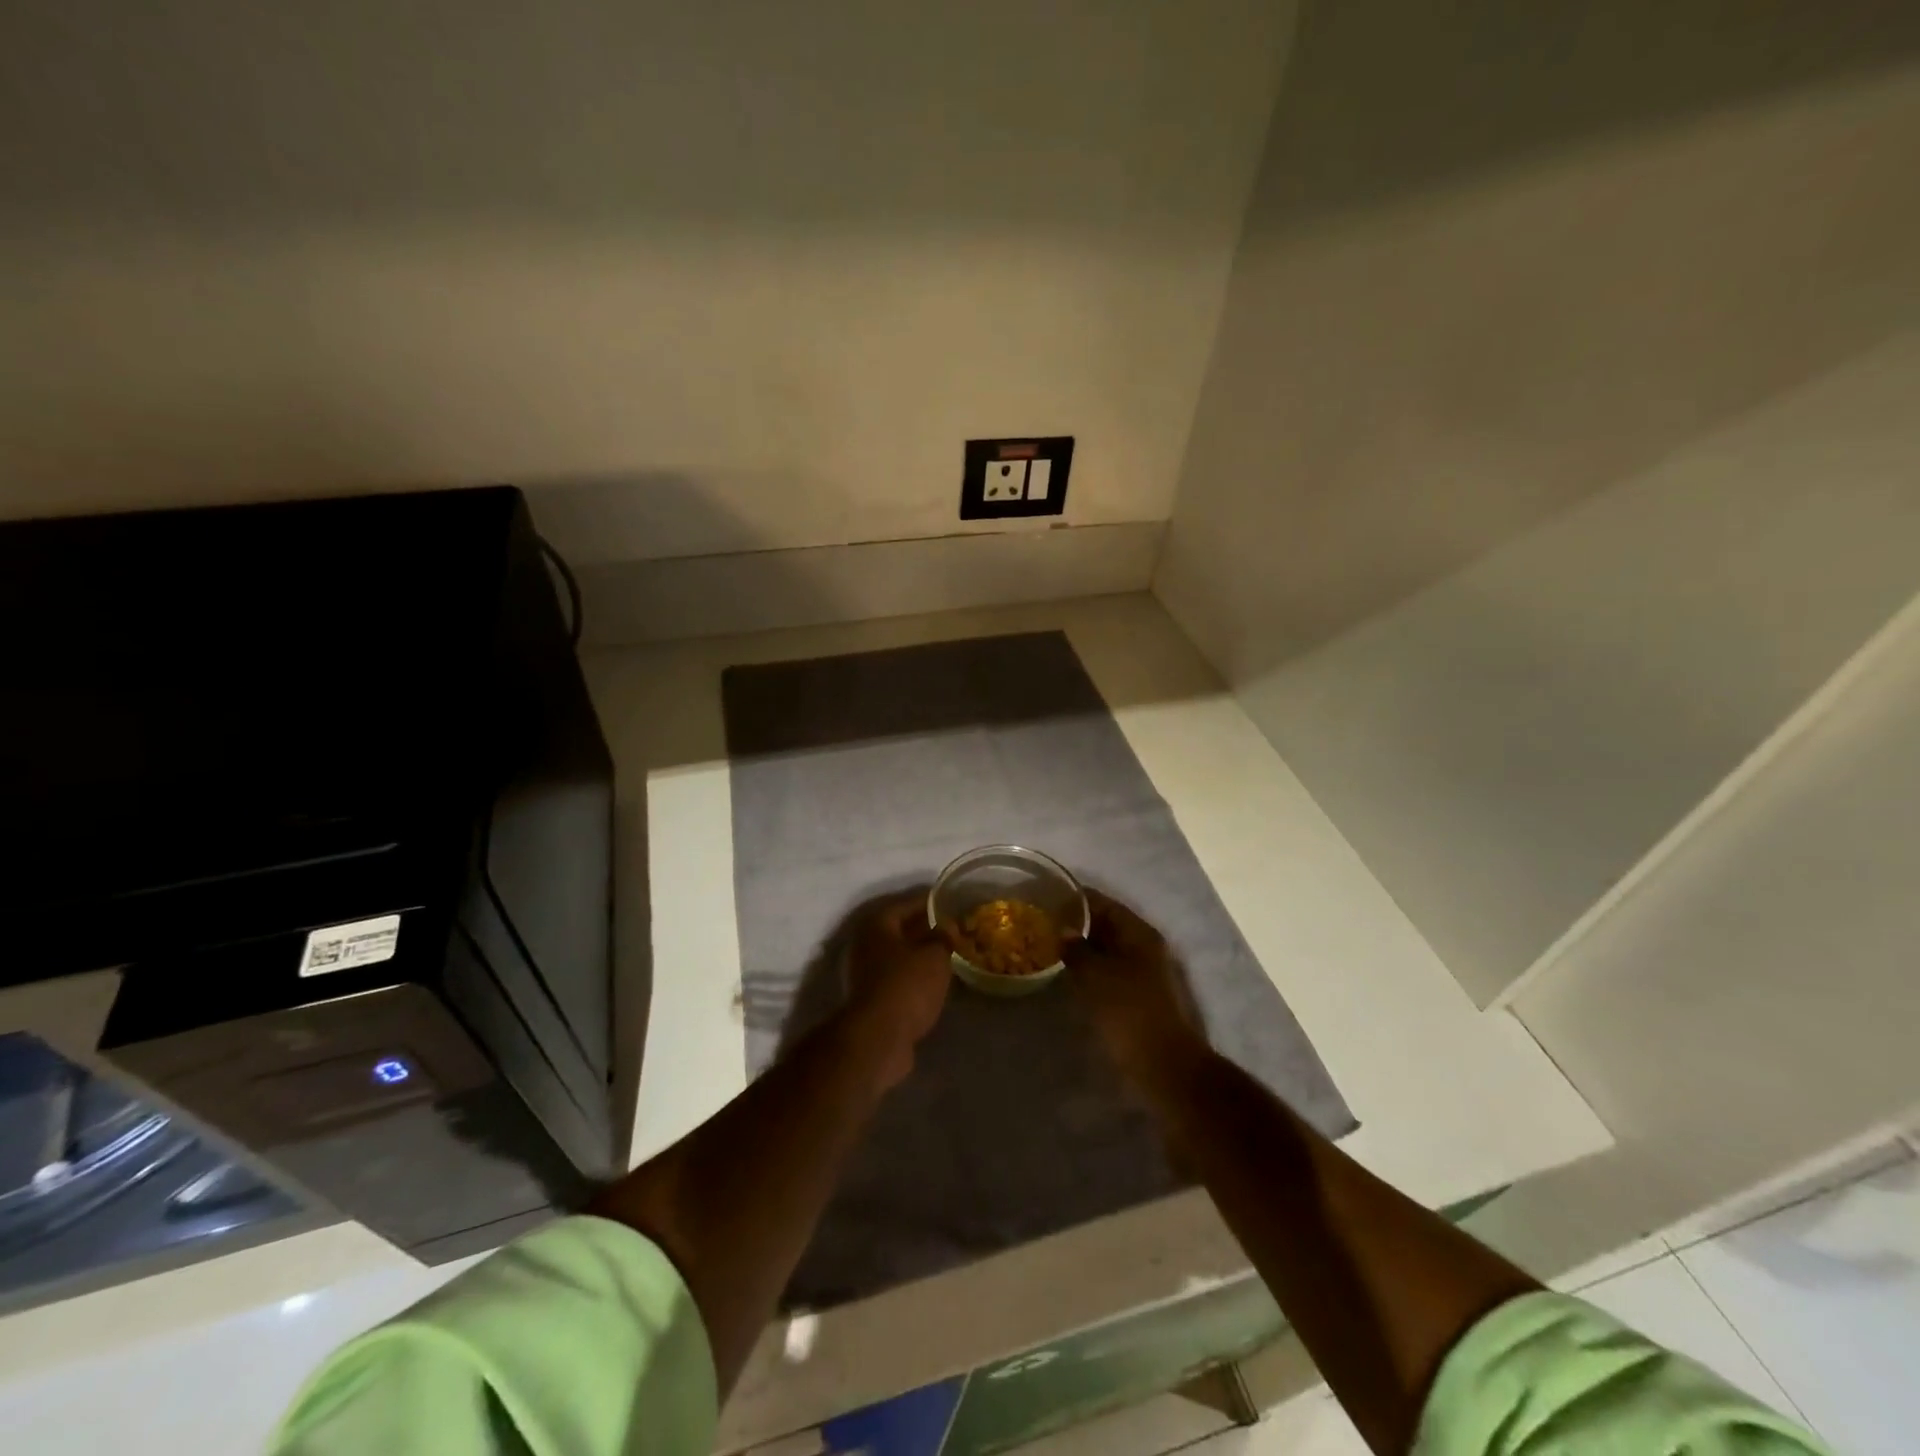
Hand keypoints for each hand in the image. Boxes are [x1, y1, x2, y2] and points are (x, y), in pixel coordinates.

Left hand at [843, 894, 953, 1085]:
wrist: (878, 1039)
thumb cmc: (906, 986)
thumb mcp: (935, 956)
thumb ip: (943, 937)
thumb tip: (947, 926)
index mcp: (876, 925)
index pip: (906, 904)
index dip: (930, 902)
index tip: (950, 903)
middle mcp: (864, 944)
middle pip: (898, 930)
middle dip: (925, 930)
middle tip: (951, 930)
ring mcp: (862, 974)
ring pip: (897, 956)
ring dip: (918, 955)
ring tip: (946, 956)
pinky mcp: (868, 999)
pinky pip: (896, 978)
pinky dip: (913, 976)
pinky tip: (933, 982)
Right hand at [1064, 890, 1205, 1085]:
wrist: (1164, 1065)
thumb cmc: (1129, 1012)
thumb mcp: (1096, 976)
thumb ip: (1076, 949)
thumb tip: (1063, 931)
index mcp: (1139, 933)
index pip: (1103, 902)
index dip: (1075, 898)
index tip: (1047, 896)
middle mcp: (1145, 946)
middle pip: (1107, 924)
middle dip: (1077, 922)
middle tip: (1043, 923)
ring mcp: (1144, 972)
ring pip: (1108, 949)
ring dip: (1082, 947)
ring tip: (1049, 946)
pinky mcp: (1139, 996)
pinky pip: (1110, 970)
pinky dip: (1090, 968)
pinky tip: (1068, 974)